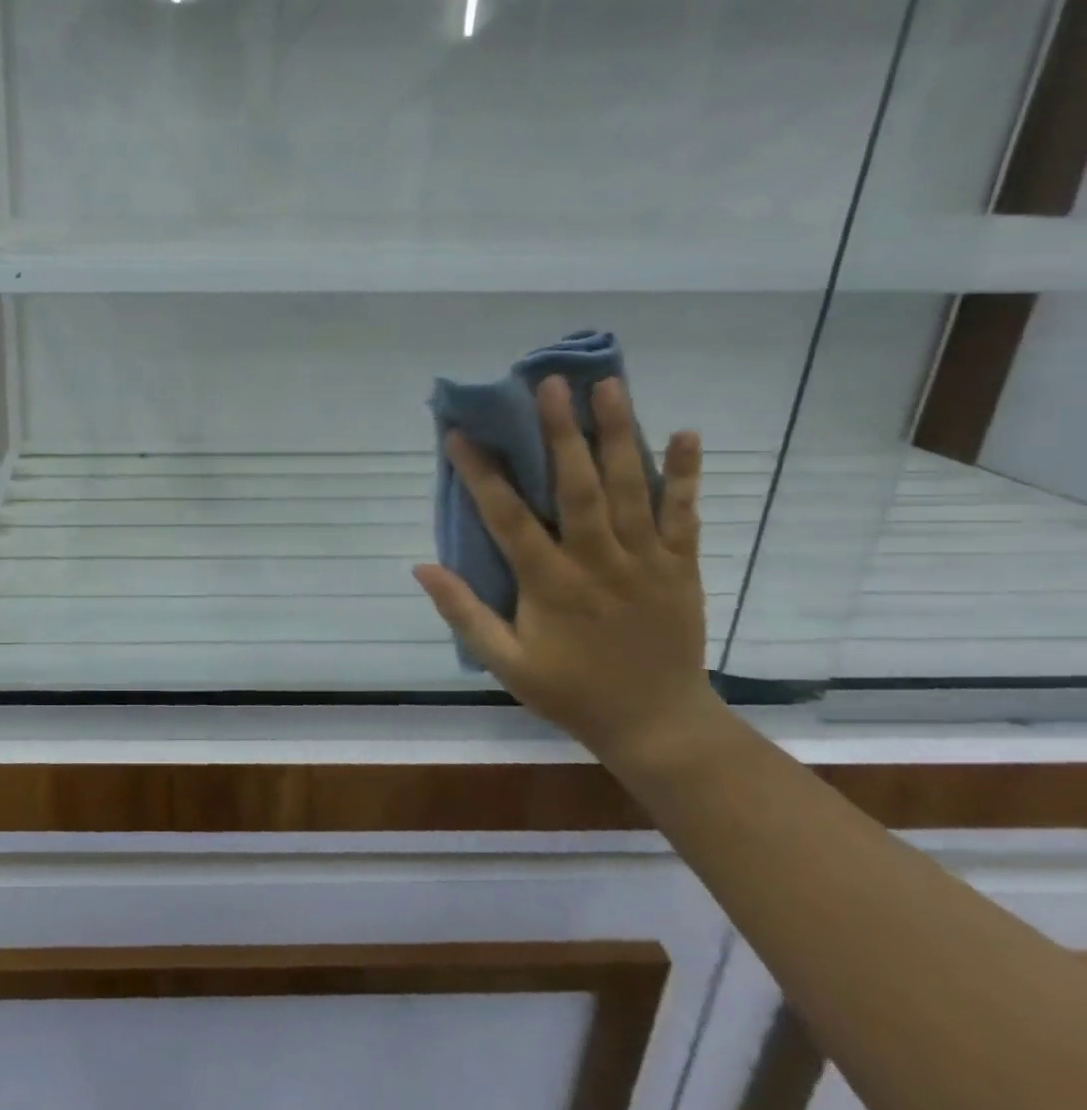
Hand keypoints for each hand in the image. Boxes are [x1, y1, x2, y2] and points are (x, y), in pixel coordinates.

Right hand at [414, 376, 718, 764]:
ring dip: (620, 434)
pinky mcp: (682, 568)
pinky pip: (686, 515)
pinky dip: (687, 475)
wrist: (659, 725)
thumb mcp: (504, 662)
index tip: (460, 433)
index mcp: (550, 585)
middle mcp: (598, 562)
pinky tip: (687, 433)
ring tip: (609, 386)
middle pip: (578, 487)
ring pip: (632, 489)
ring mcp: (647, 562)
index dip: (482, 474)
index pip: (508, 518)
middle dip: (561, 432)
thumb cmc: (571, 691)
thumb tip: (421, 566)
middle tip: (550, 384)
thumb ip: (463, 613)